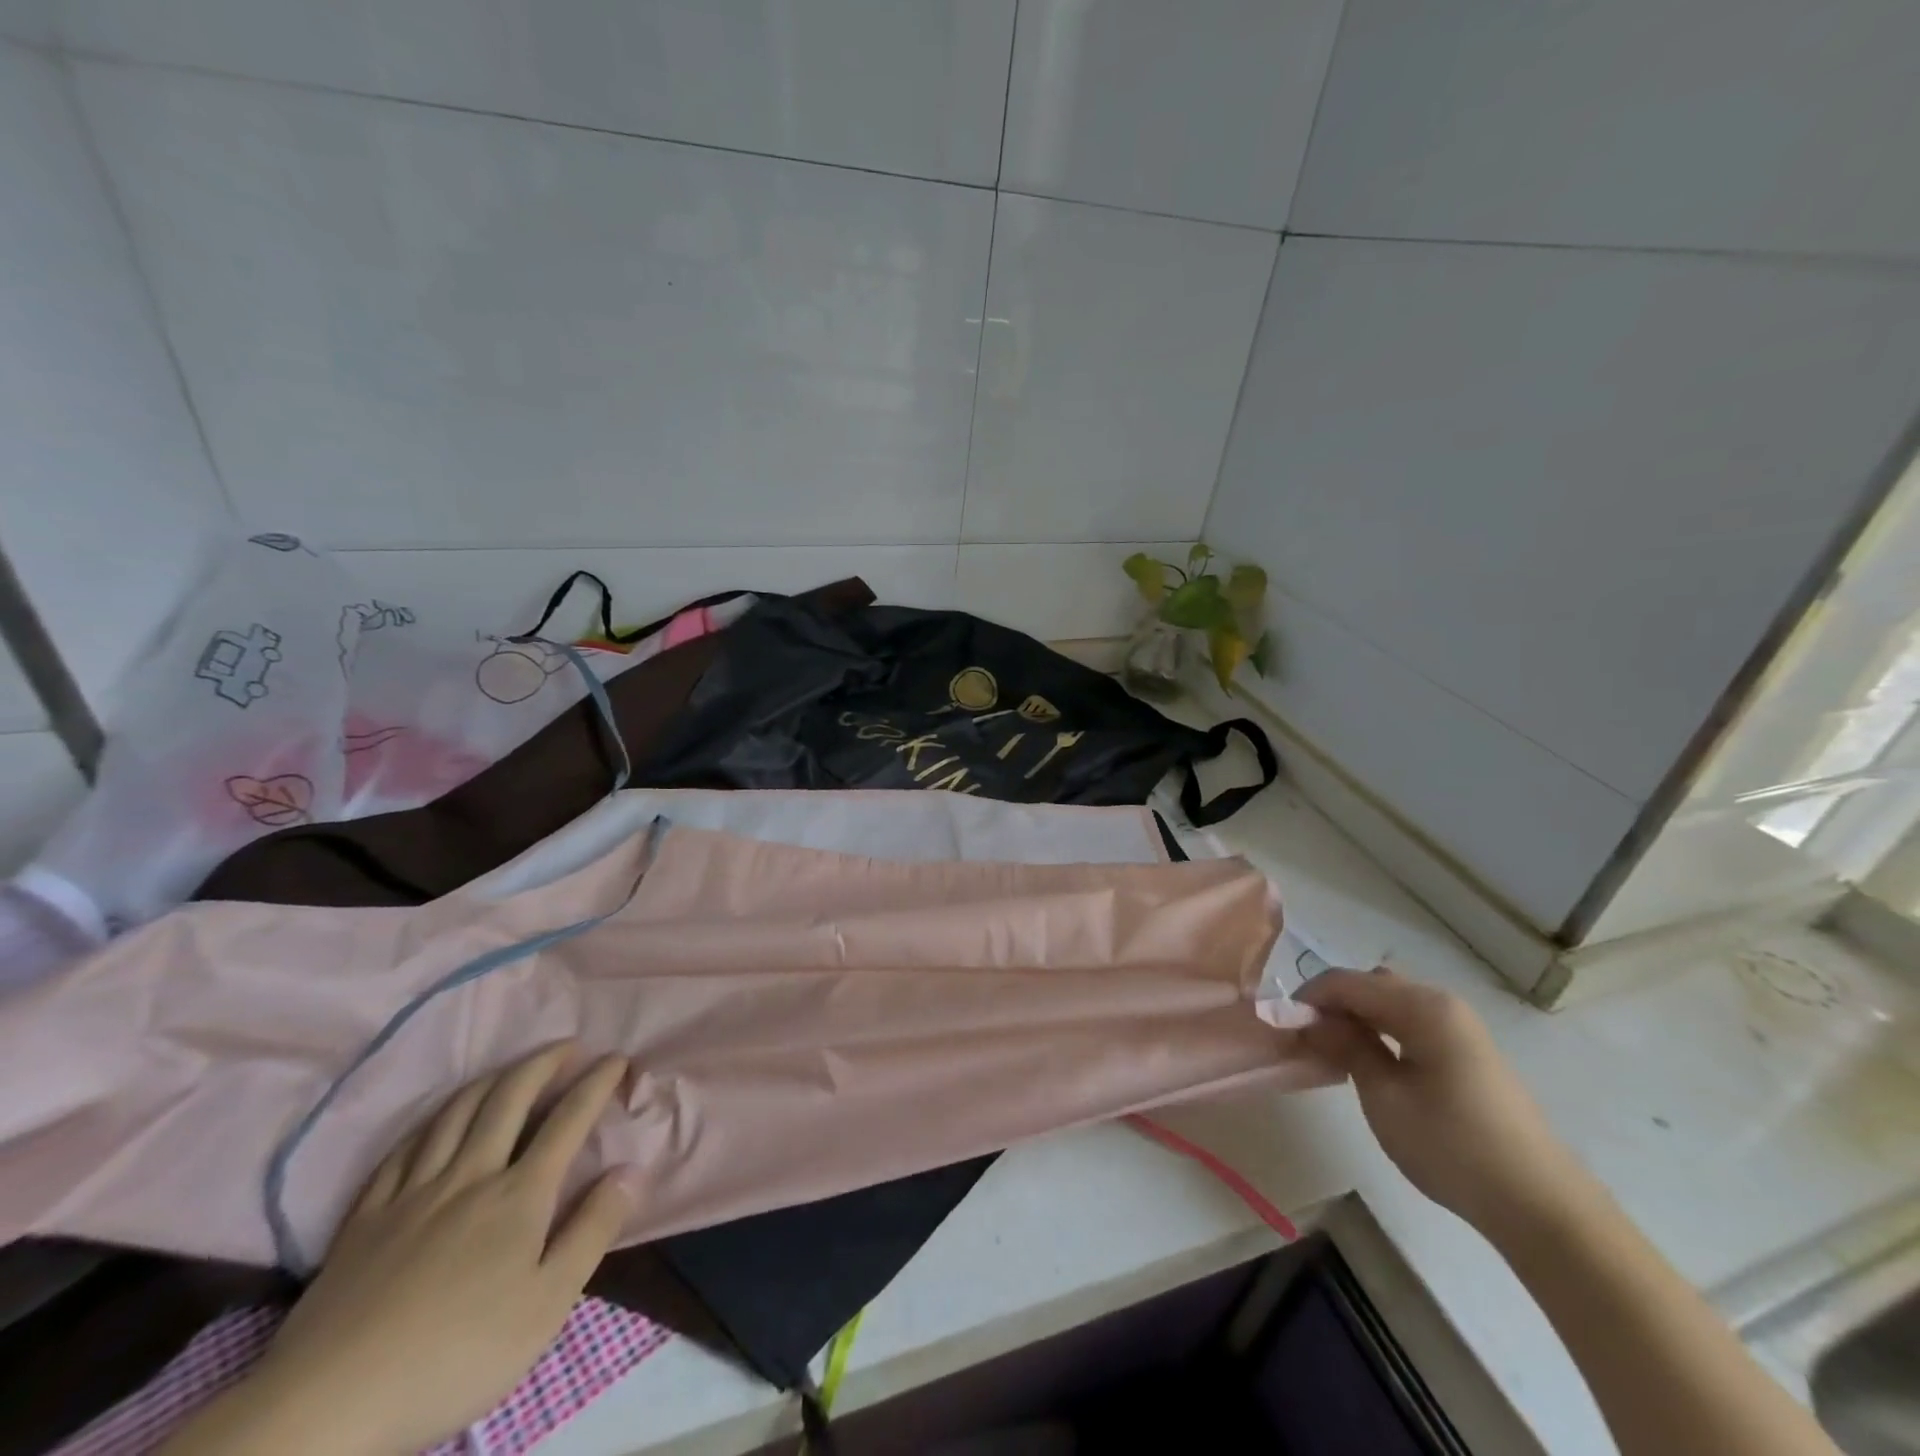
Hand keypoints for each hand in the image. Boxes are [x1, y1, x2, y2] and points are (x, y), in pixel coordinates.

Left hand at [162, 1046, 635, 1455]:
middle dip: (543, 1063)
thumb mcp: (545, 1306)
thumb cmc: (454, 1357)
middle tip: (567, 1046)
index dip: (597, 1083)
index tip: (618, 1059)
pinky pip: (403, 1148)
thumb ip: (592, 1231)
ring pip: (456, 1113)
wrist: (326, 1408)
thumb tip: (631, 1170)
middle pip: (509, 1099)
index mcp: (518, 1195)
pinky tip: (438, 1119)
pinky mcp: (366, 1217)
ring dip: (492, 1079)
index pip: (568, 1120)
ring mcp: (412, 1193)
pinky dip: (431, 1120)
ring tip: (512, 1068)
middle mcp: (469, 1175)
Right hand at [1297, 968, 1592, 1241]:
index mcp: (1422, 1006)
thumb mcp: (1383, 1096)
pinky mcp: (1467, 1052)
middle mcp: (1441, 1004)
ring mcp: (1459, 1027)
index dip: (1307, 998)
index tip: (1281, 1026)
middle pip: (1369, 985)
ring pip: (1389, 1003)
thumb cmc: (1453, 1146)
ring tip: (1333, 1052)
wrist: (1539, 1206)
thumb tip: (1310, 1018)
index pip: (1346, 982)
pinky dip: (1381, 1031)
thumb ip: (1345, 1046)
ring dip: (1356, 1017)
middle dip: (1332, 1004)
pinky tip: (1370, 1063)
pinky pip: (1409, 1023)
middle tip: (1307, 1040)